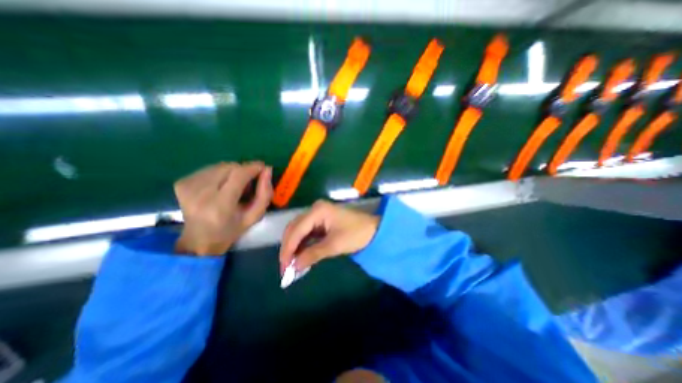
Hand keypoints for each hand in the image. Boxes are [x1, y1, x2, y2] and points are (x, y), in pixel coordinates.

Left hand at [173, 161, 273, 254]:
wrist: (198, 240)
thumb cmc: (231, 230)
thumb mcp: (255, 216)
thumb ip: (264, 194)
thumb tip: (267, 170)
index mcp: (219, 206)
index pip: (238, 175)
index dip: (253, 167)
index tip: (263, 167)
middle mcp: (200, 193)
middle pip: (229, 167)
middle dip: (243, 172)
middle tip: (247, 185)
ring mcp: (188, 186)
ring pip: (220, 166)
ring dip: (232, 173)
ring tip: (233, 187)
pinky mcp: (182, 182)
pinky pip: (210, 168)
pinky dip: (220, 174)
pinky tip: (220, 187)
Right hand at [279, 202, 381, 273]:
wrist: (374, 230)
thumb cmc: (356, 234)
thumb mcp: (334, 245)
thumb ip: (312, 255)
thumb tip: (293, 267)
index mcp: (317, 210)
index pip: (297, 230)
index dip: (288, 249)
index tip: (284, 267)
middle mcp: (315, 209)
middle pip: (294, 228)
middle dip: (289, 248)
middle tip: (285, 268)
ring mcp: (318, 214)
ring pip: (299, 231)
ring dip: (294, 247)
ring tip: (291, 265)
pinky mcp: (321, 221)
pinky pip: (307, 232)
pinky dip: (302, 244)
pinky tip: (300, 256)